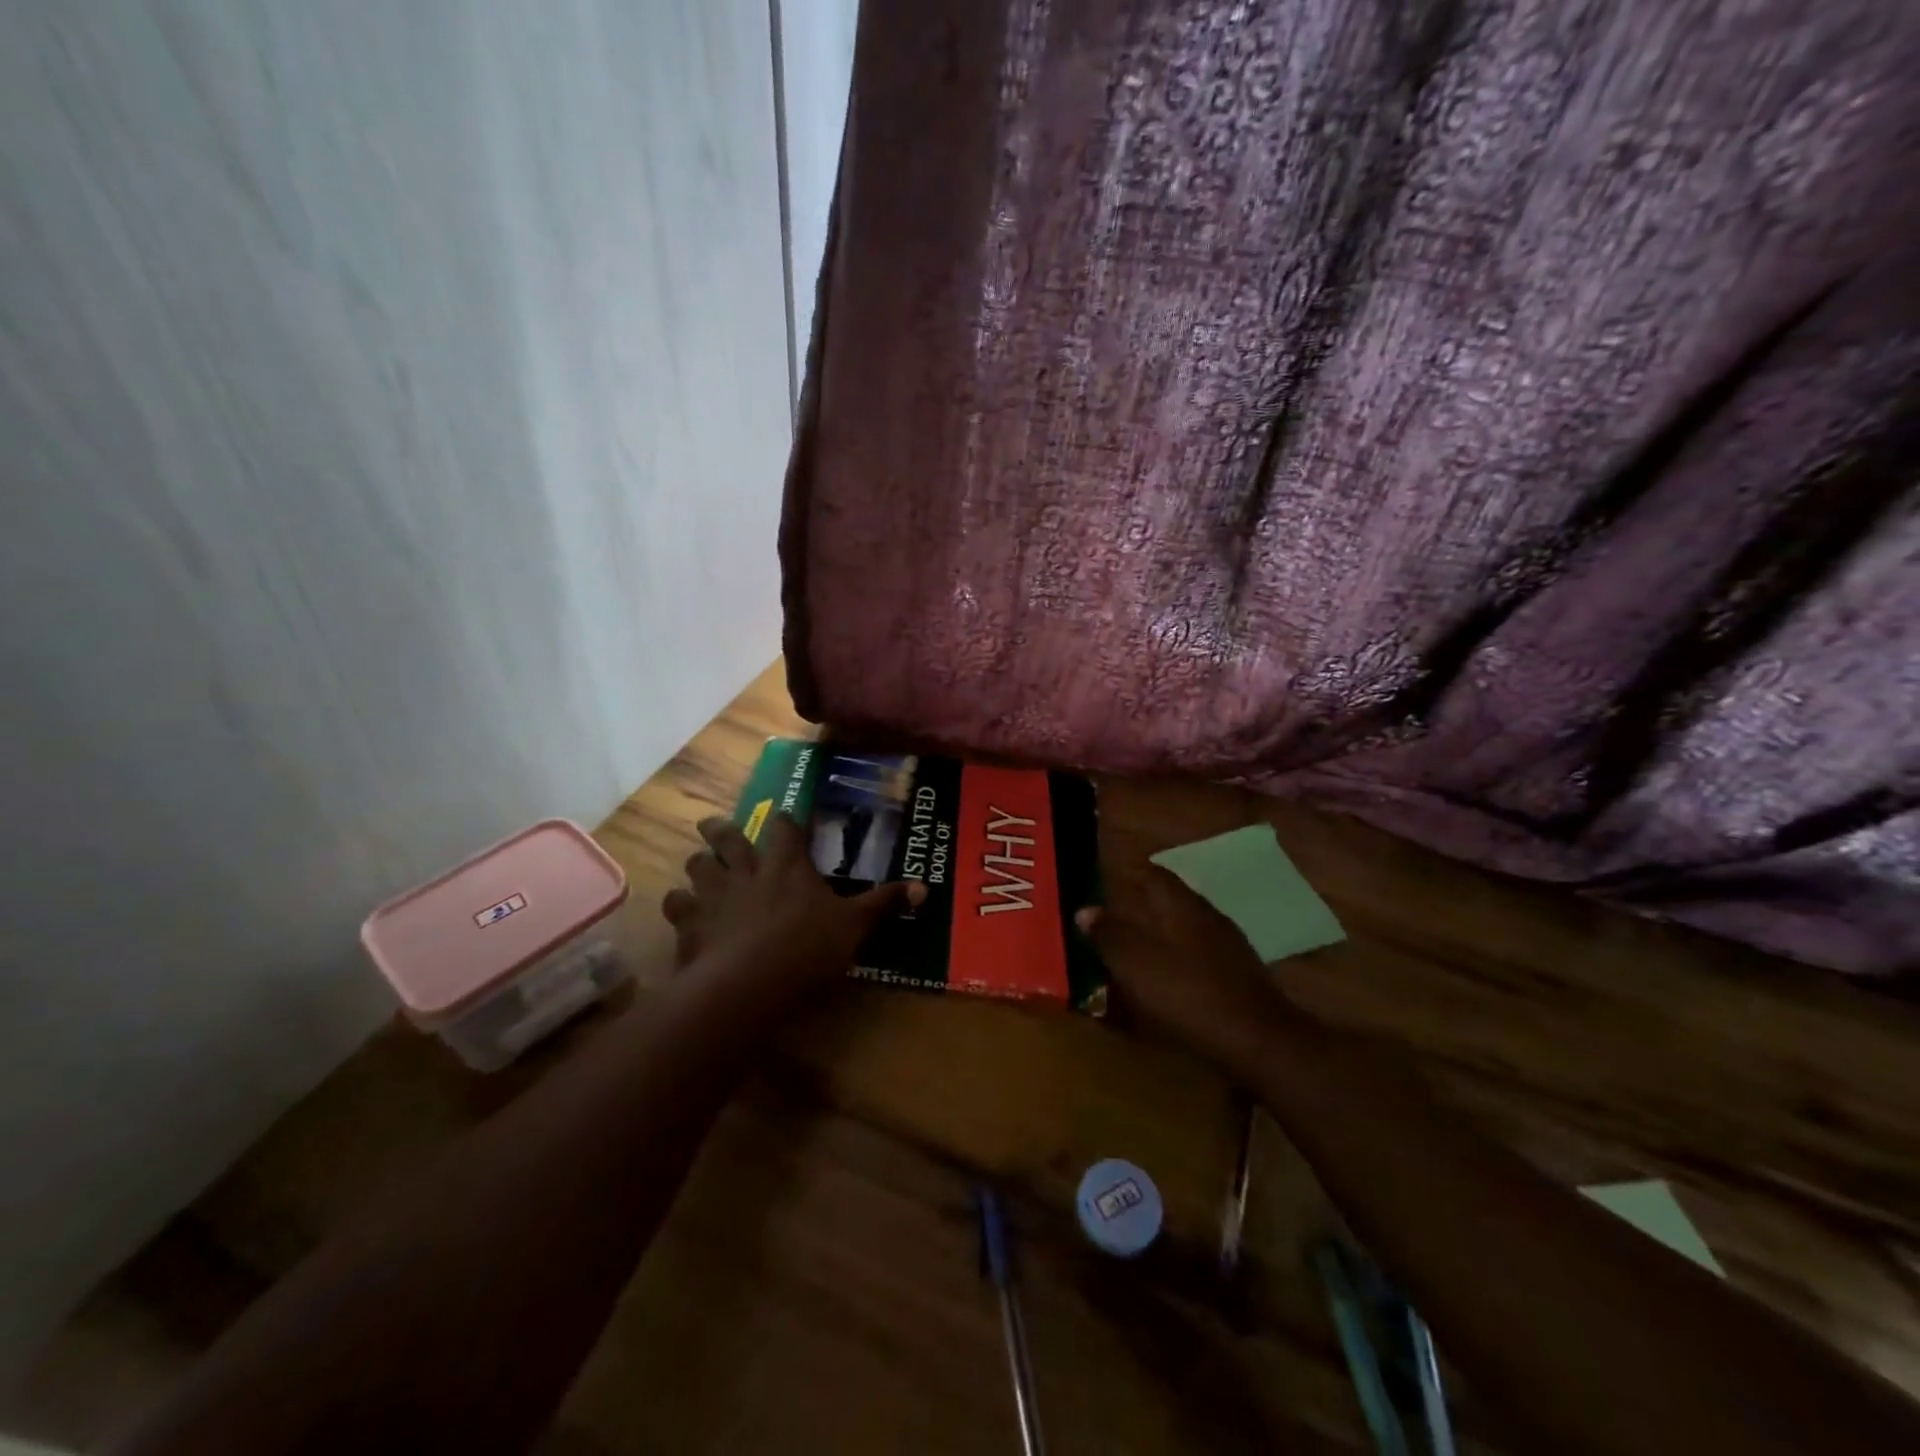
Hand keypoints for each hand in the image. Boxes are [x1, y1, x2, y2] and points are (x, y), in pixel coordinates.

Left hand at [661, 813, 924, 1007]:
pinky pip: (676, 905)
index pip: (786, 828)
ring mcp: (714, 895)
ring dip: (699, 863)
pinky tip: (681, 910)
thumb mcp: (855, 927)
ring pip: (698, 866)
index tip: (788, 817)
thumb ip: (884, 905)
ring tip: (699, 864)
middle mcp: (747, 870)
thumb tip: (924, 887)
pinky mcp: (690, 924)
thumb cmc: (806, 948)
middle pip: (729, 838)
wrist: (748, 984)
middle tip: (713, 824)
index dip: (788, 821)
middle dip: (722, 830)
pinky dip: (678, 904)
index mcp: (787, 865)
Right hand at [1076, 866, 1303, 1074]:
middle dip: (1147, 901)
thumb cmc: (1189, 993)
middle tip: (1120, 907)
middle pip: (1174, 898)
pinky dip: (1182, 954)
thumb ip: (1110, 935)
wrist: (1257, 1038)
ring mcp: (1229, 944)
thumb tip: (1084, 909)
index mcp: (1182, 906)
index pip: (1155, 875)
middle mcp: (1208, 916)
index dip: (1133, 871)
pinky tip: (1172, 972)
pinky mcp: (1240, 973)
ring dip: (1165, 928)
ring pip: (1189, 925)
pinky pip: (1202, 951)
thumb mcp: (1136, 964)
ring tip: (1141, 940)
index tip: (1111, 874)